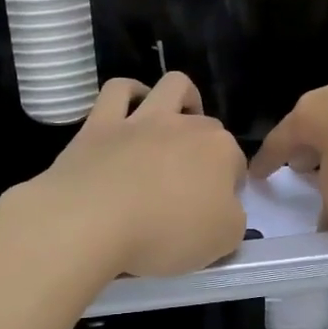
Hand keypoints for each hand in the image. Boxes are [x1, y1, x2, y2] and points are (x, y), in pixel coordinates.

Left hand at [21, 73, 247, 278]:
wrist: (91, 221)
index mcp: (220, 151)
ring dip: (181, 99)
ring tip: (176, 124)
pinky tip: (129, 111)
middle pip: (208, 127)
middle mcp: (185, 125)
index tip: (215, 212)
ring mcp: (142, 119)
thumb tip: (224, 210)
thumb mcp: (221, 242)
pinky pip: (118, 90)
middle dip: (206, 148)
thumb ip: (231, 221)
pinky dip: (129, 94)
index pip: (236, 163)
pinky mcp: (101, 123)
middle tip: (191, 184)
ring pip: (172, 86)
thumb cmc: (165, 234)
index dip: (230, 186)